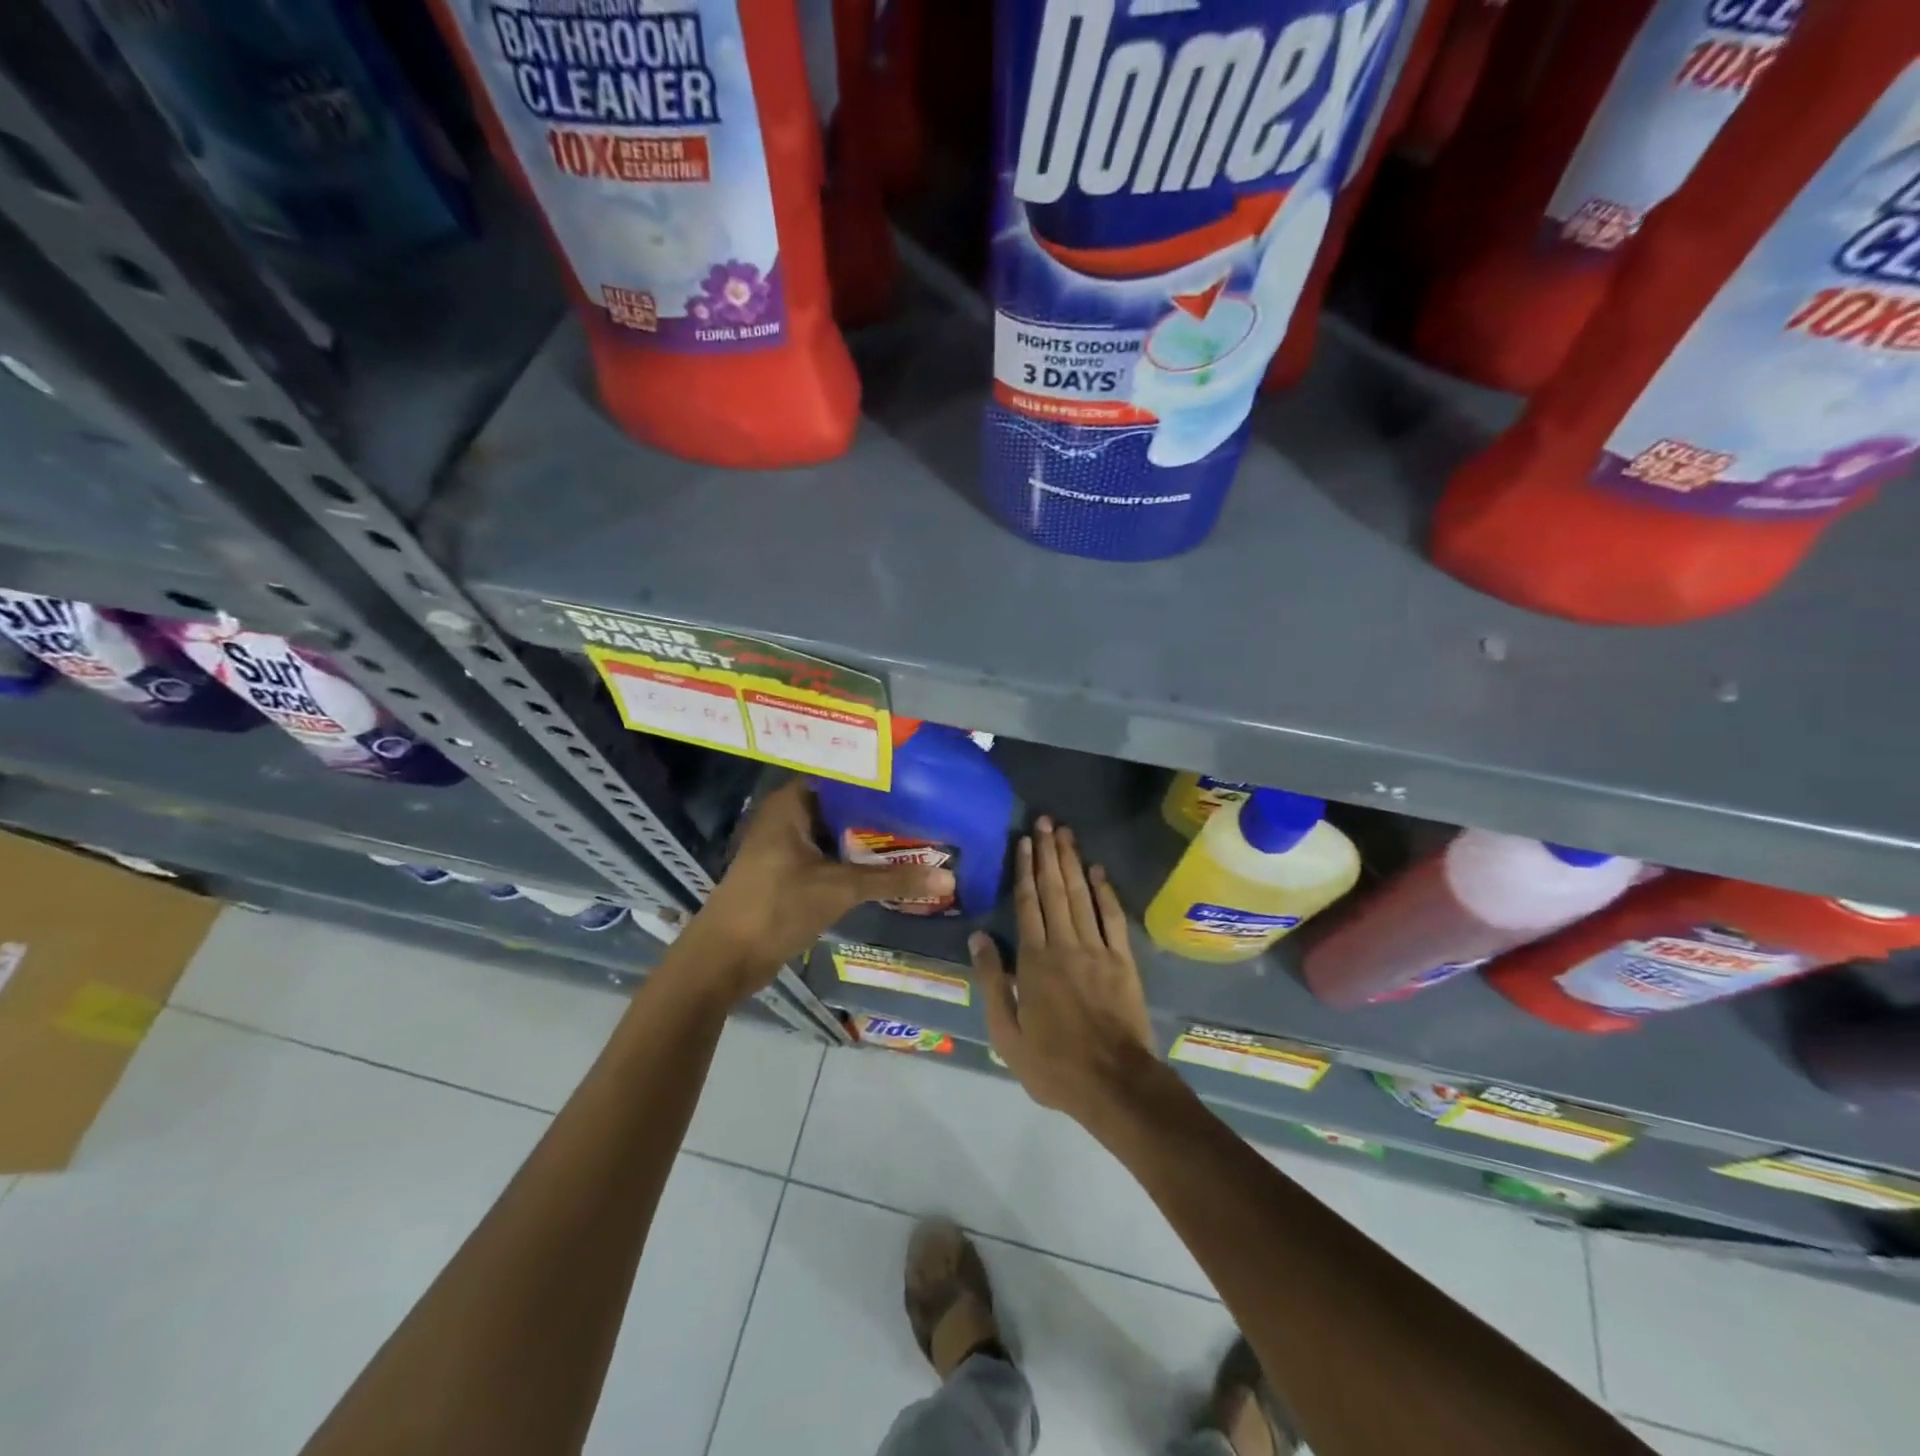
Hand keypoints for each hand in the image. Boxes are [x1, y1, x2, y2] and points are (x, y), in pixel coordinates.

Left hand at [682, 779, 953, 998]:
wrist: (724, 960)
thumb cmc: (776, 908)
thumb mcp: (839, 889)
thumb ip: (893, 879)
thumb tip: (948, 877)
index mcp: (791, 803)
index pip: (843, 776)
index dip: (879, 778)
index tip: (918, 780)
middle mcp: (788, 816)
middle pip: (843, 806)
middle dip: (882, 811)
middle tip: (928, 809)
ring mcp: (787, 846)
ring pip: (838, 834)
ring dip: (870, 839)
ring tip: (920, 833)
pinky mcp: (790, 873)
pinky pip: (831, 856)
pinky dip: (856, 860)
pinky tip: (891, 865)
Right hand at [972, 817, 1157, 1124]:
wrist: (1115, 1083)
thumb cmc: (1053, 1064)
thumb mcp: (1007, 1033)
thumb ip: (992, 981)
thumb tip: (978, 937)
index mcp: (1034, 961)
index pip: (1027, 905)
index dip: (1024, 870)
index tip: (1023, 841)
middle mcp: (1065, 945)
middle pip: (1054, 890)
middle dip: (1048, 853)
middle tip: (1045, 821)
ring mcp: (1097, 950)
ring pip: (1081, 896)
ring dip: (1072, 862)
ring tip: (1065, 834)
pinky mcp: (1123, 961)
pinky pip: (1112, 918)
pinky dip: (1105, 892)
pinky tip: (1098, 871)